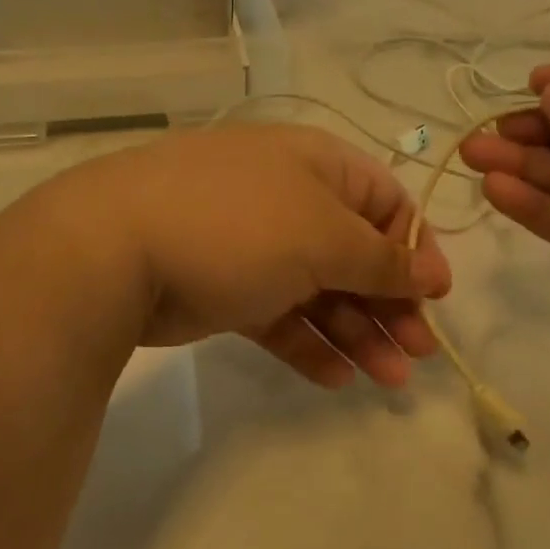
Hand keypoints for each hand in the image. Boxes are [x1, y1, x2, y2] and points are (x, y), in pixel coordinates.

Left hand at [41, 125, 451, 387]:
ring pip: (322, 291)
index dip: (415, 249)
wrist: (115, 250)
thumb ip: (382, 260)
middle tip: (418, 354)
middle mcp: (291, 200)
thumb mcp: (324, 237)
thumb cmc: (239, 226)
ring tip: (388, 381)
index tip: (435, 298)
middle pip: (357, 253)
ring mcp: (256, 246)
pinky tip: (335, 378)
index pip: (387, 203)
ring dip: (358, 332)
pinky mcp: (227, 288)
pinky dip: (309, 343)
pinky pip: (281, 316)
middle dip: (391, 303)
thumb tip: (431, 272)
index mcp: (318, 167)